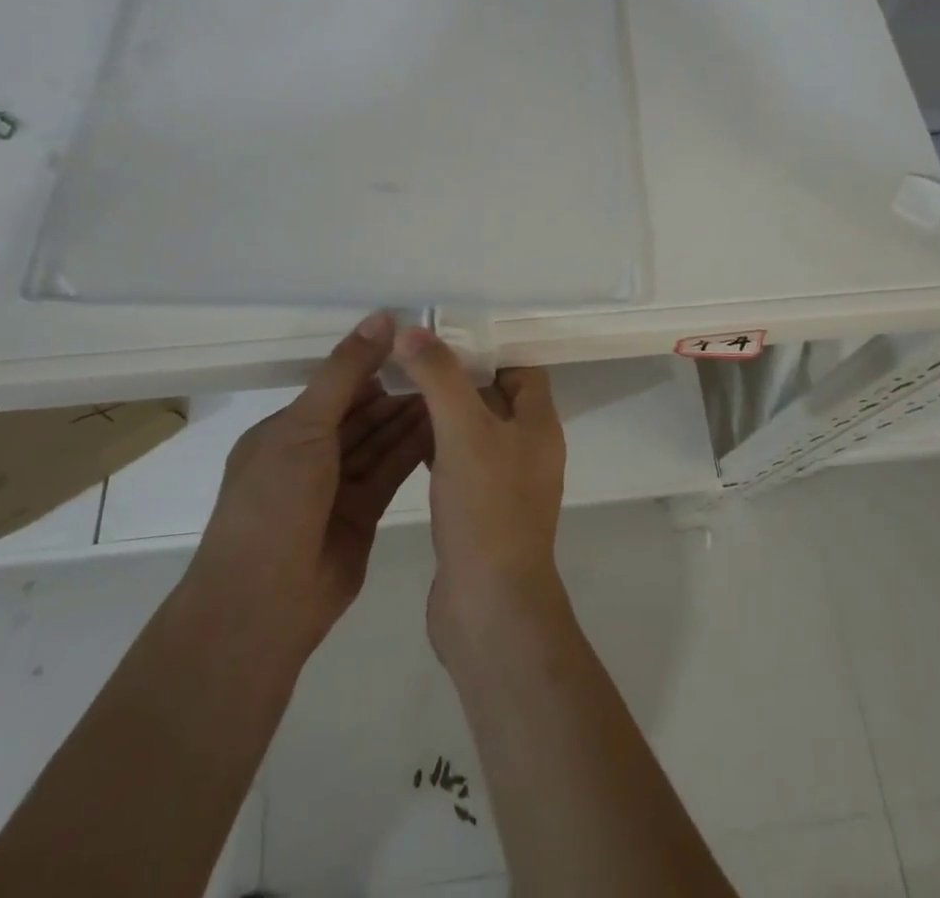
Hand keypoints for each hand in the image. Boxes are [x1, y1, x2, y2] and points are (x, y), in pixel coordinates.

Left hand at [185, 312, 430, 667]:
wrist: (264, 605)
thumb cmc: (276, 503)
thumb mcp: (305, 426)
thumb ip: (346, 372)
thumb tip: (381, 317)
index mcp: (284, 431)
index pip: (335, 387)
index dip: (372, 364)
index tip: (415, 343)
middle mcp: (310, 455)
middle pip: (361, 414)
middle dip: (397, 391)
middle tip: (444, 365)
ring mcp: (336, 487)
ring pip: (379, 441)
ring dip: (410, 417)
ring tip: (452, 389)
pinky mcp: (362, 513)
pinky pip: (390, 470)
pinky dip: (414, 449)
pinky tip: (444, 425)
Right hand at [394, 329, 567, 662]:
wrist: (489, 608)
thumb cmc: (486, 509)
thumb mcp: (463, 432)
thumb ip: (440, 378)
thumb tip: (413, 330)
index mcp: (538, 426)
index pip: (522, 369)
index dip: (488, 350)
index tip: (445, 338)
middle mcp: (528, 450)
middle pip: (496, 398)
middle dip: (458, 378)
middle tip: (413, 359)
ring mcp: (505, 484)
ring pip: (475, 432)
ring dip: (444, 412)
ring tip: (400, 390)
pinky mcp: (480, 512)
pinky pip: (460, 465)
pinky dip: (436, 448)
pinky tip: (402, 440)